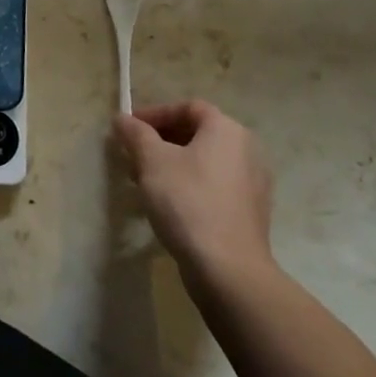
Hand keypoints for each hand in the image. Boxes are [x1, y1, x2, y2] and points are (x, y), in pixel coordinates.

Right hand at [111, 100, 274, 284]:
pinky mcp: (250, 212)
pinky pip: (214, 186)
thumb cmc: (188, 201)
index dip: (156, 113)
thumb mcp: (151, 161)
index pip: (188, 107)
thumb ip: (135, 134)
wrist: (228, 268)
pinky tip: (169, 205)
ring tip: (145, 183)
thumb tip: (122, 119)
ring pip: (204, 161)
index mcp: (227, 130)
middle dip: (160, 141)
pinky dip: (190, 186)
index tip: (130, 129)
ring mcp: (253, 183)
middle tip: (133, 157)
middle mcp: (247, 150)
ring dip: (172, 165)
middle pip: (197, 134)